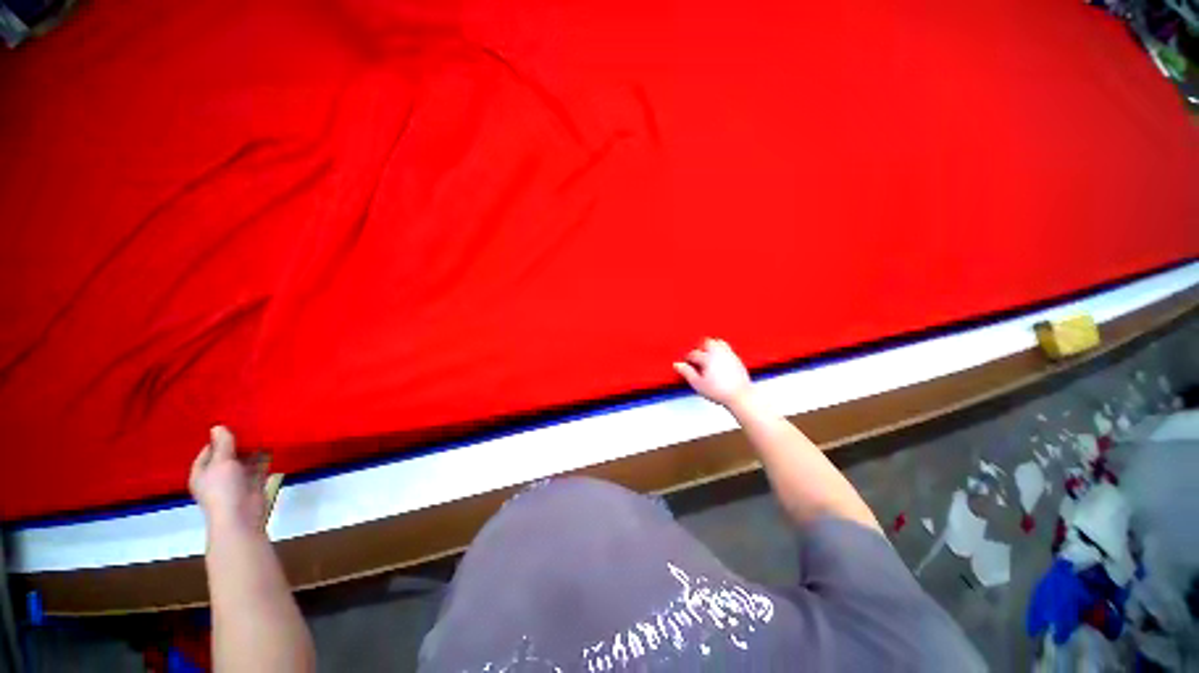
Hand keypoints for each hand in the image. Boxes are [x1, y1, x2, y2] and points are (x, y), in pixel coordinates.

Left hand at [189, 426, 267, 529]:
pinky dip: (264, 457)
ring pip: (244, 461)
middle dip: (238, 443)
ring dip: (253, 449)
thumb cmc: (223, 488)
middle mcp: (217, 476)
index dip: (218, 438)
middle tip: (251, 425)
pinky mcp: (253, 484)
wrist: (241, 516)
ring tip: (264, 432)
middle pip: (227, 455)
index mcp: (202, 473)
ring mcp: (236, 481)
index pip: (208, 451)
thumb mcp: (221, 462)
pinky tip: (272, 445)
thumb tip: (218, 426)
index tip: (233, 425)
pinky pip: (258, 467)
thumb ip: (223, 444)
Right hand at [674, 338, 753, 408]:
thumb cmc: (719, 391)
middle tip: (697, 357)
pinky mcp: (737, 359)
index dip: (688, 358)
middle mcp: (718, 353)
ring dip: (712, 346)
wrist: (739, 396)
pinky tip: (719, 360)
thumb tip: (677, 364)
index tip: (686, 363)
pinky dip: (721, 351)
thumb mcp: (698, 384)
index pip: (694, 354)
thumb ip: (687, 372)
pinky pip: (727, 349)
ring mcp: (729, 354)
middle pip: (707, 342)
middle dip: (701, 348)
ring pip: (718, 342)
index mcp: (707, 358)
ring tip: (708, 355)